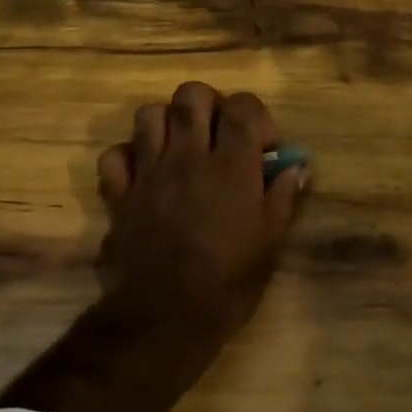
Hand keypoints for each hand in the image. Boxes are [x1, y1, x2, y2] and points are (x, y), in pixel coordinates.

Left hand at [95, 81, 306, 342]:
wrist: (166, 316)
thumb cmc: (228, 282)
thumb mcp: (270, 242)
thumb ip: (282, 196)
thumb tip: (296, 166)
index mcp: (231, 165)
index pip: (243, 106)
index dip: (256, 115)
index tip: (262, 146)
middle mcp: (188, 156)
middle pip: (191, 95)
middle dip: (208, 104)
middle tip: (218, 133)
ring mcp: (149, 172)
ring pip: (148, 114)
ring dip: (166, 122)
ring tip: (180, 147)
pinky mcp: (120, 194)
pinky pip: (114, 155)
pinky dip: (128, 156)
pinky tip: (143, 173)